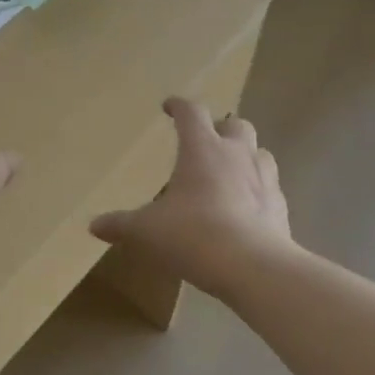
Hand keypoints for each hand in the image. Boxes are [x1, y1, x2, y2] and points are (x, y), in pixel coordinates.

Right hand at [90, 98, 292, 298]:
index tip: (169, 107)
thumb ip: (121, 225)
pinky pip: (270, 188)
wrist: (253, 267)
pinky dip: (257, 190)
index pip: (191, 112)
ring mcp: (264, 179)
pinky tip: (245, 209)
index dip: (179, 106)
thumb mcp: (146, 231)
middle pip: (236, 124)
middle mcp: (237, 155)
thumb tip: (94, 226)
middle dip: (220, 128)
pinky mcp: (280, 206)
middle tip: (205, 141)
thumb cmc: (193, 235)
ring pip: (260, 152)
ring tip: (229, 172)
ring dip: (245, 155)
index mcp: (202, 149)